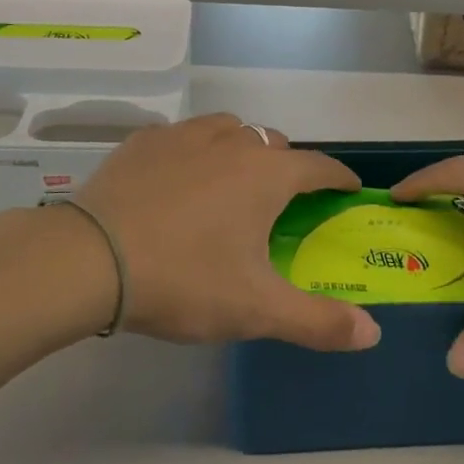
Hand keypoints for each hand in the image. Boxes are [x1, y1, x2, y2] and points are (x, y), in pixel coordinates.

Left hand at [72, 114, 380, 351]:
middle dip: (287, 166)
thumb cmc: (184, 279)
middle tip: (281, 202)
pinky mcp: (145, 141)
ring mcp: (185, 134)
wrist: (90, 259)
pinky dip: (195, 152)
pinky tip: (179, 180)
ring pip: (230, 130)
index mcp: (266, 174)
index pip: (319, 166)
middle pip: (274, 144)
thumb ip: (319, 321)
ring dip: (241, 150)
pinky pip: (184, 137)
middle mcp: (232, 141)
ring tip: (231, 183)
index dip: (338, 177)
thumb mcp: (256, 309)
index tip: (348, 188)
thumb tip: (373, 333)